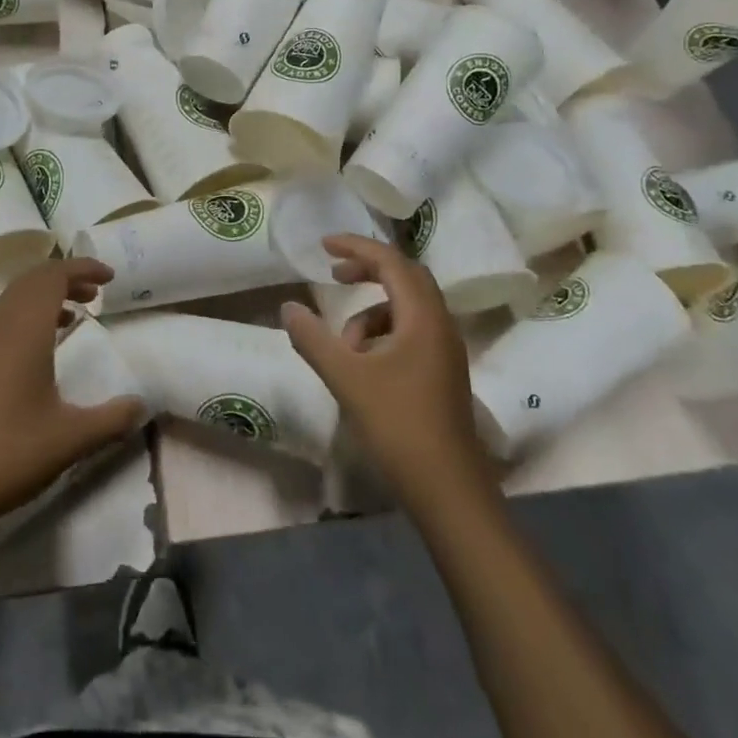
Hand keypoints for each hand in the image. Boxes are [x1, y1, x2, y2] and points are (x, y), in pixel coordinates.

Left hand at [0, 259, 146, 531]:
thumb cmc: (7, 454)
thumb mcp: (70, 440)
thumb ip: (111, 420)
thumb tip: (142, 406)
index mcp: (24, 330)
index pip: (53, 276)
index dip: (82, 268)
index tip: (110, 277)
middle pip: (32, 280)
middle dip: (65, 278)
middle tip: (95, 294)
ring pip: (13, 298)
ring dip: (44, 296)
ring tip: (73, 315)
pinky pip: (1, 318)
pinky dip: (26, 314)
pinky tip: (39, 348)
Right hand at [282, 234, 491, 508]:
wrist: (449, 491)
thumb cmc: (399, 426)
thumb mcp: (347, 379)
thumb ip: (314, 339)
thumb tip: (288, 307)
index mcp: (422, 317)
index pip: (390, 262)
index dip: (356, 247)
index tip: (324, 246)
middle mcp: (440, 324)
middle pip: (405, 276)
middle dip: (367, 270)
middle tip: (334, 275)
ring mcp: (446, 350)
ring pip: (407, 307)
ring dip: (372, 311)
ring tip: (344, 344)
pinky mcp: (443, 372)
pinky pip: (412, 331)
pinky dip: (383, 334)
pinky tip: (364, 365)